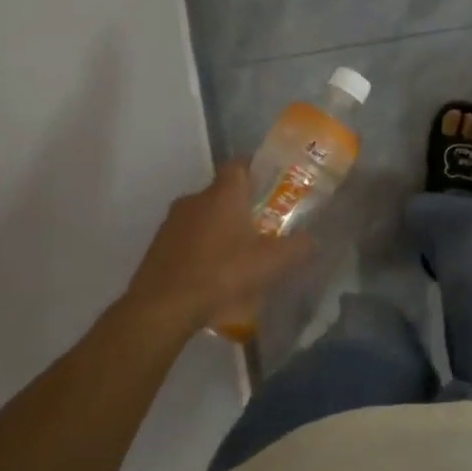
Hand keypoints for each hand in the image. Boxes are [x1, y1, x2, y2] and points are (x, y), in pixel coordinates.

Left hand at [125, 162, 312, 329]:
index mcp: (223, 194)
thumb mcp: (271, 263)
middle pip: (223, 192)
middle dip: (243, 206)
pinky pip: (187, 237)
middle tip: (263, 226)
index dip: (257, 169)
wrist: (163, 306)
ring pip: (204, 215)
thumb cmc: (222, 274)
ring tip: (239, 255)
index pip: (239, 164)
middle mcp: (195, 198)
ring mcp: (172, 221)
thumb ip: (297, 248)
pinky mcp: (158, 244)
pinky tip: (213, 273)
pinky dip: (202, 247)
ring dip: (221, 228)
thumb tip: (313, 240)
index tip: (272, 185)